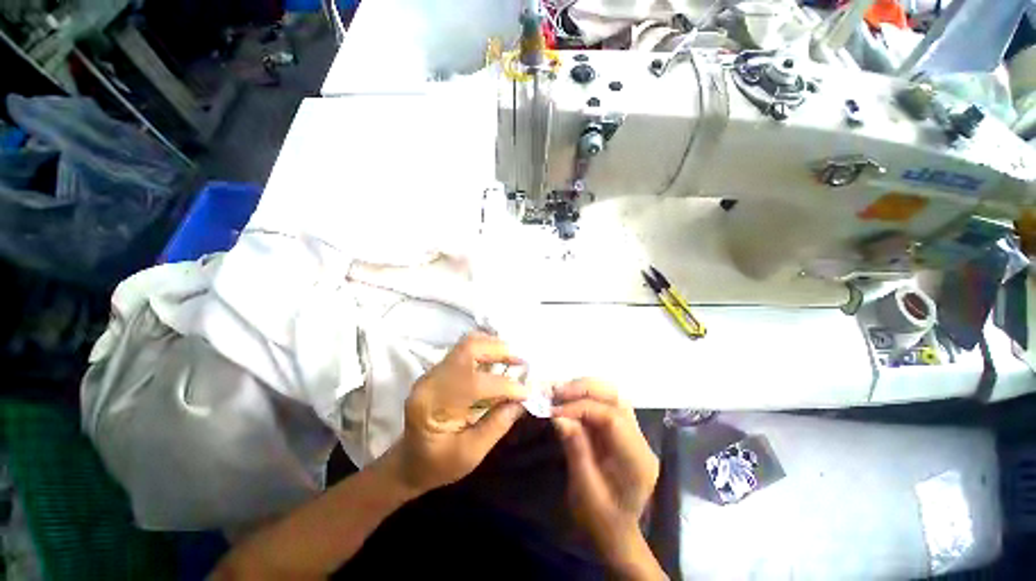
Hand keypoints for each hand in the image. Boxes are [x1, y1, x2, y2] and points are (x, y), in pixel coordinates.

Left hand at [381, 332, 528, 496]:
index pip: (473, 384)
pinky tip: (500, 359)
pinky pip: (466, 349)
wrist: (410, 461)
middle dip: (499, 351)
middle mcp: (430, 380)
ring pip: (467, 343)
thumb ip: (497, 425)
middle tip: (522, 361)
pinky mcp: (440, 368)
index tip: (527, 392)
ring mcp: (433, 371)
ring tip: (514, 358)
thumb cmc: (437, 465)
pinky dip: (487, 349)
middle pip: (468, 348)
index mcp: (432, 406)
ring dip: (494, 346)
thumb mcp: (470, 455)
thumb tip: (523, 401)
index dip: (504, 386)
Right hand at [552, 379, 661, 576]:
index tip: (555, 410)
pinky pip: (606, 404)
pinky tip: (569, 400)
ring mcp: (634, 433)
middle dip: (585, 389)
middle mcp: (641, 441)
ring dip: (585, 389)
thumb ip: (575, 449)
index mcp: (637, 460)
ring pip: (613, 396)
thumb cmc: (600, 520)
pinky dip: (586, 397)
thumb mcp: (584, 490)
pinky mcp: (623, 431)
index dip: (582, 407)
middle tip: (557, 392)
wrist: (615, 533)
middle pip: (617, 398)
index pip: (613, 418)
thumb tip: (558, 416)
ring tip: (561, 393)